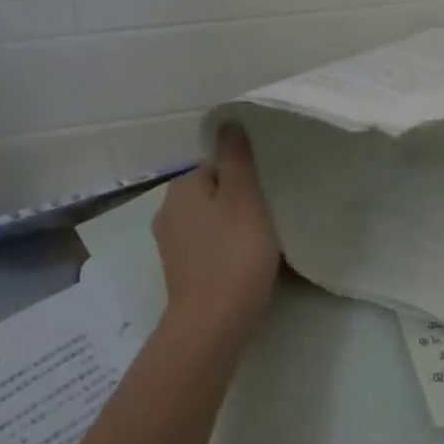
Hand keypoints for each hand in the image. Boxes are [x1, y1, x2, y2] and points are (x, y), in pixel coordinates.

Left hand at [150, 124, 280, 339]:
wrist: (214, 321)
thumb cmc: (235, 253)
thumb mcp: (244, 198)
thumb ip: (238, 158)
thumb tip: (228, 121)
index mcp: (182, 188)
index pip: (218, 165)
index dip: (248, 176)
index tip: (271, 194)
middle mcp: (168, 211)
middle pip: (215, 193)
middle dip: (242, 201)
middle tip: (274, 215)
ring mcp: (172, 244)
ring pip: (213, 221)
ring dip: (237, 226)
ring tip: (266, 241)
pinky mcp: (182, 271)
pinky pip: (210, 247)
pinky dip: (228, 249)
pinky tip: (248, 263)